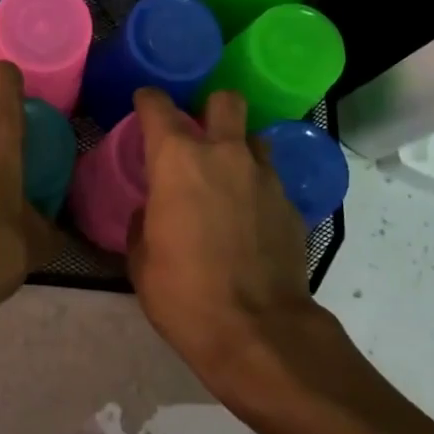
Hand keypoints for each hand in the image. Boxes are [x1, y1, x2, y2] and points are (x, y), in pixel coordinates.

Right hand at [128, 86, 315, 393]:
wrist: (258, 333)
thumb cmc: (184, 294)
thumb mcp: (142, 260)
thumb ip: (144, 221)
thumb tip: (152, 212)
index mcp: (178, 160)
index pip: (159, 106)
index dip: (149, 100)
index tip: (144, 105)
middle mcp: (225, 155)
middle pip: (225, 101)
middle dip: (210, 107)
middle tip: (198, 131)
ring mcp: (264, 177)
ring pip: (254, 139)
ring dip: (238, 149)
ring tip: (226, 177)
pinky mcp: (291, 205)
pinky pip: (270, 180)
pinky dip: (256, 189)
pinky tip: (248, 219)